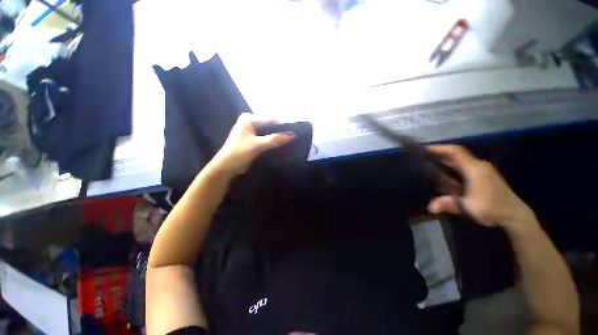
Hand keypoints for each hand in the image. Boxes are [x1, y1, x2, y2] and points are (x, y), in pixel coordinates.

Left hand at [212, 113, 295, 175]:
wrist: (226, 167)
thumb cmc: (238, 153)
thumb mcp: (257, 145)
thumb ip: (274, 139)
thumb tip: (292, 135)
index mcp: (249, 119)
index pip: (270, 119)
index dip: (283, 125)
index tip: (296, 130)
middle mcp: (250, 122)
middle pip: (270, 125)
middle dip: (281, 130)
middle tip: (294, 135)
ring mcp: (252, 131)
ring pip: (269, 132)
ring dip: (278, 136)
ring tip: (291, 139)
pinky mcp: (253, 139)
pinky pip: (266, 138)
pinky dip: (273, 141)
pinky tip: (282, 143)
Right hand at [427, 145, 535, 229]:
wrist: (514, 215)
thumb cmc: (492, 209)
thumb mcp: (469, 207)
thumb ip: (449, 204)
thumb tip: (430, 207)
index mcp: (475, 169)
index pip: (457, 152)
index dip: (441, 148)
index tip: (425, 148)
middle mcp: (479, 166)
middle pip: (457, 154)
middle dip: (440, 154)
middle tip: (423, 157)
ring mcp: (483, 170)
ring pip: (461, 160)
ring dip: (446, 160)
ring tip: (430, 164)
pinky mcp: (484, 175)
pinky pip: (465, 166)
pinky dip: (452, 166)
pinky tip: (445, 173)